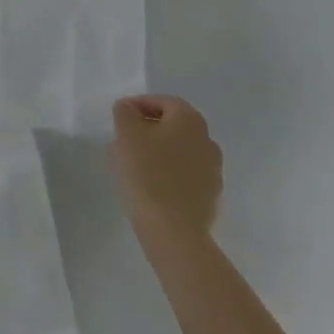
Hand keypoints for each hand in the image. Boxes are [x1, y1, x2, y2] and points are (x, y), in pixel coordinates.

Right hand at [111, 95, 223, 237]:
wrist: (174, 231)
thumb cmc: (148, 173)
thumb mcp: (126, 133)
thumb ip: (125, 112)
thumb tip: (129, 108)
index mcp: (190, 119)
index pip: (162, 102)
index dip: (139, 105)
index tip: (120, 118)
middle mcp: (207, 140)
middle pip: (174, 125)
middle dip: (150, 128)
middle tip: (126, 139)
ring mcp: (213, 170)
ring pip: (181, 151)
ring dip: (161, 151)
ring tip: (137, 164)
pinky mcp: (211, 197)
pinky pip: (187, 175)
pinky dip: (171, 173)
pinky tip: (153, 186)